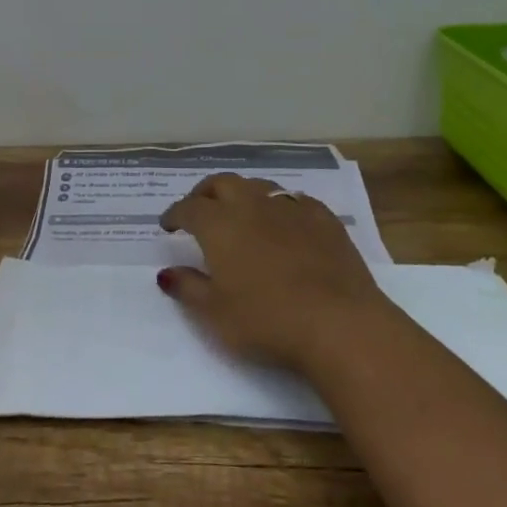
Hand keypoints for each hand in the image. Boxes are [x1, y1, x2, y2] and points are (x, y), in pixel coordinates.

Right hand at [158, 173, 385, 371]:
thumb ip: (188, 288)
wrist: (340, 324)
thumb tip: (166, 273)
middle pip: (222, 183)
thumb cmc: (267, 321)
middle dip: (205, 193)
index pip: (188, 208)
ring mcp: (291, 208)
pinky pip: (295, 200)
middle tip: (199, 209)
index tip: (168, 226)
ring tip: (240, 213)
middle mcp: (251, 205)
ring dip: (242, 194)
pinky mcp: (324, 219)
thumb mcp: (215, 314)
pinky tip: (285, 223)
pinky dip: (280, 207)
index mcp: (219, 224)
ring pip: (258, 186)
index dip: (174, 214)